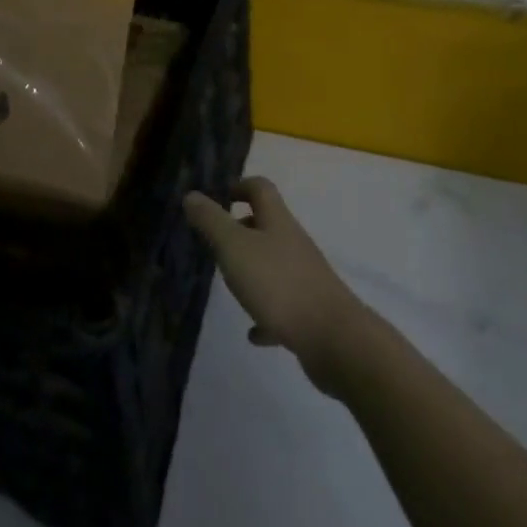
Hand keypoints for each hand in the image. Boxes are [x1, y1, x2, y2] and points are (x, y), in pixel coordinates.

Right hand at [184, 177, 369, 389]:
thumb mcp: (235, 248)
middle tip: (217, 243)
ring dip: (253, 269)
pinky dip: (266, 313)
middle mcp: (293, 243)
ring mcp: (305, 277)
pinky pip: (283, 306)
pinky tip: (253, 333)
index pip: (261, 189)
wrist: (334, 340)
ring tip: (230, 283)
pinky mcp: (311, 312)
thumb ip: (211, 221)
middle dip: (243, 229)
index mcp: (277, 221)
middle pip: (268, 225)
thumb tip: (191, 195)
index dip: (240, 186)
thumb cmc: (279, 284)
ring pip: (275, 264)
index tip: (220, 197)